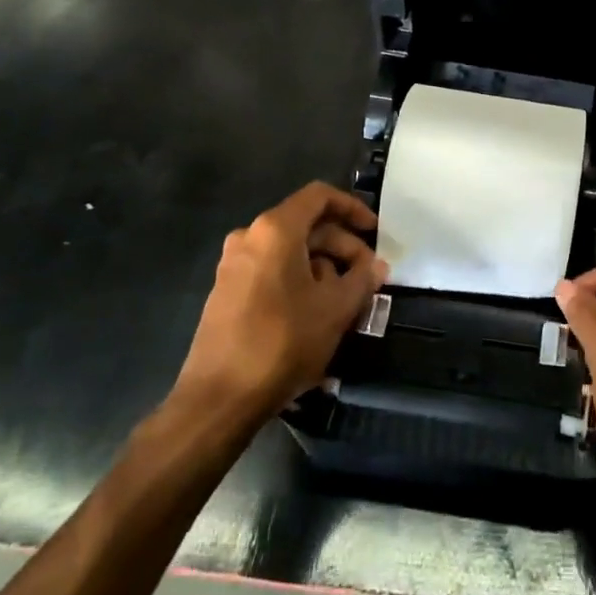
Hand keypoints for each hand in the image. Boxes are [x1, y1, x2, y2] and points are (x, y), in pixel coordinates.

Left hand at [171, 183, 387, 420]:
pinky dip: (300, 281)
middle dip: (342, 247)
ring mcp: (234, 265)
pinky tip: (318, 314)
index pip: (319, 197)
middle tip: (367, 276)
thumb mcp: (336, 309)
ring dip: (323, 268)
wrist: (219, 398)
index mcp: (276, 230)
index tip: (375, 232)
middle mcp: (250, 237)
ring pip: (290, 252)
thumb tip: (377, 266)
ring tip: (348, 301)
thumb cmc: (283, 341)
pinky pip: (272, 271)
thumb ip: (362, 279)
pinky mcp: (227, 292)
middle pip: (306, 226)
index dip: (352, 208)